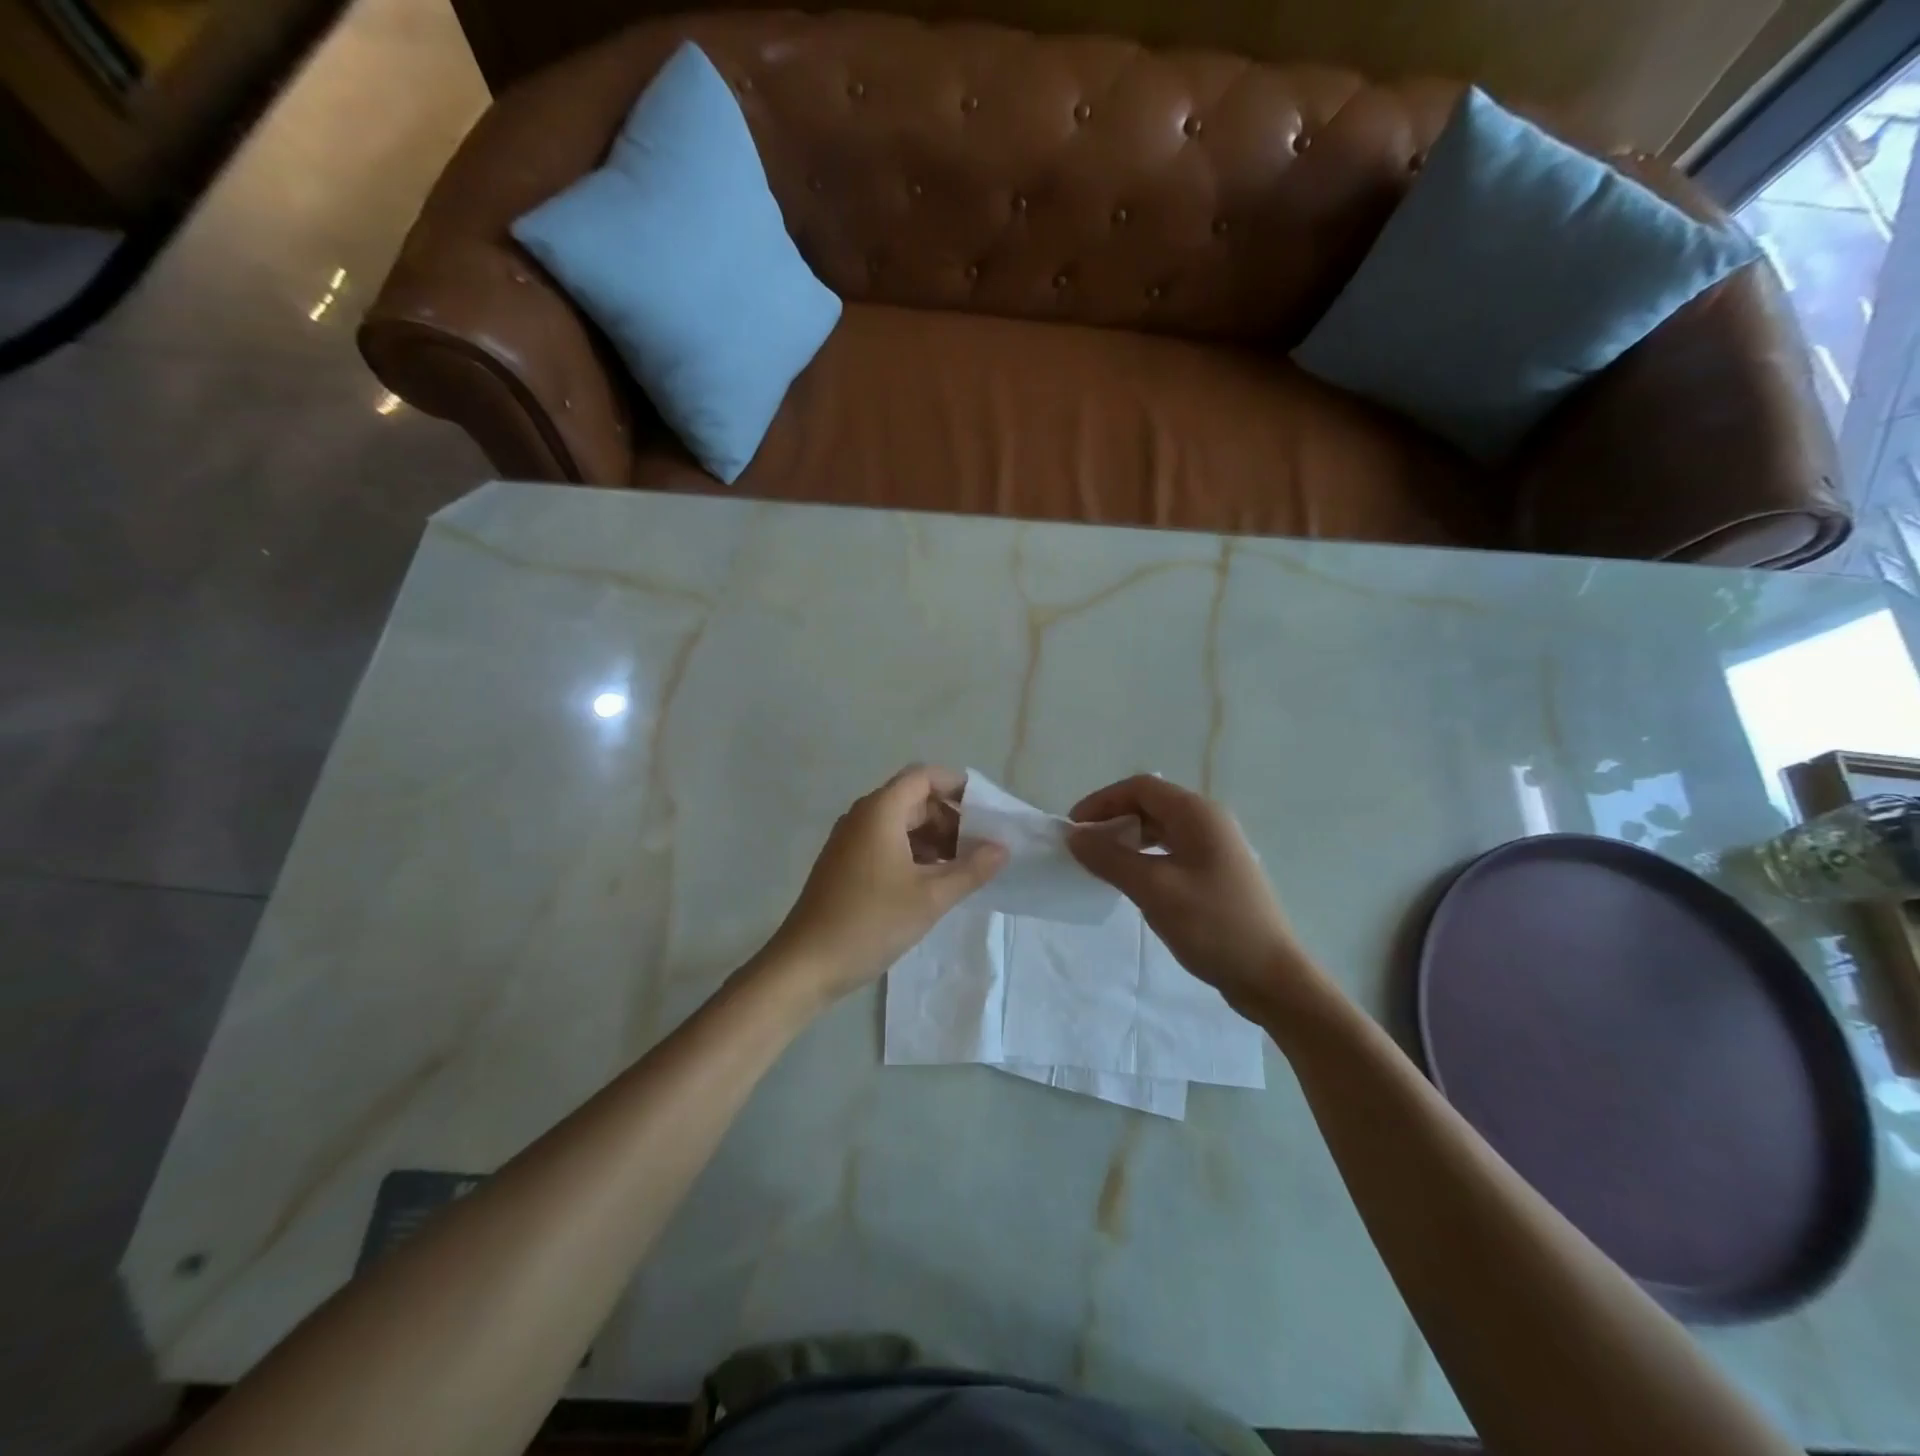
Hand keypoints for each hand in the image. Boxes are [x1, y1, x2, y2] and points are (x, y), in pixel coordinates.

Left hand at [764, 765, 1007, 1002]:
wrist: (806, 964)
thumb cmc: (871, 922)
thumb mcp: (930, 897)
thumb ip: (971, 869)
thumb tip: (1002, 848)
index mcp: (880, 811)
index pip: (924, 776)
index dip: (958, 786)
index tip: (987, 812)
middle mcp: (863, 816)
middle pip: (914, 799)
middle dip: (951, 818)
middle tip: (981, 848)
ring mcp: (851, 840)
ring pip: (901, 824)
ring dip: (934, 839)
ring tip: (963, 869)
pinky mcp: (846, 864)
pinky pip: (887, 843)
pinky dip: (914, 853)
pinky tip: (933, 883)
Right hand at [1068, 775, 1321, 1019]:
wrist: (1271, 976)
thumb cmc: (1212, 925)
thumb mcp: (1154, 889)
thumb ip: (1110, 858)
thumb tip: (1075, 837)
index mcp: (1198, 814)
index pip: (1140, 788)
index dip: (1102, 801)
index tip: (1073, 828)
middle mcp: (1209, 821)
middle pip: (1151, 804)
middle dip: (1113, 819)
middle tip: (1084, 847)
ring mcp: (1216, 847)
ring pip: (1161, 828)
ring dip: (1128, 839)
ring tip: (1102, 863)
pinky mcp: (1217, 872)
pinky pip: (1172, 850)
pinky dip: (1145, 856)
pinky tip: (1133, 881)